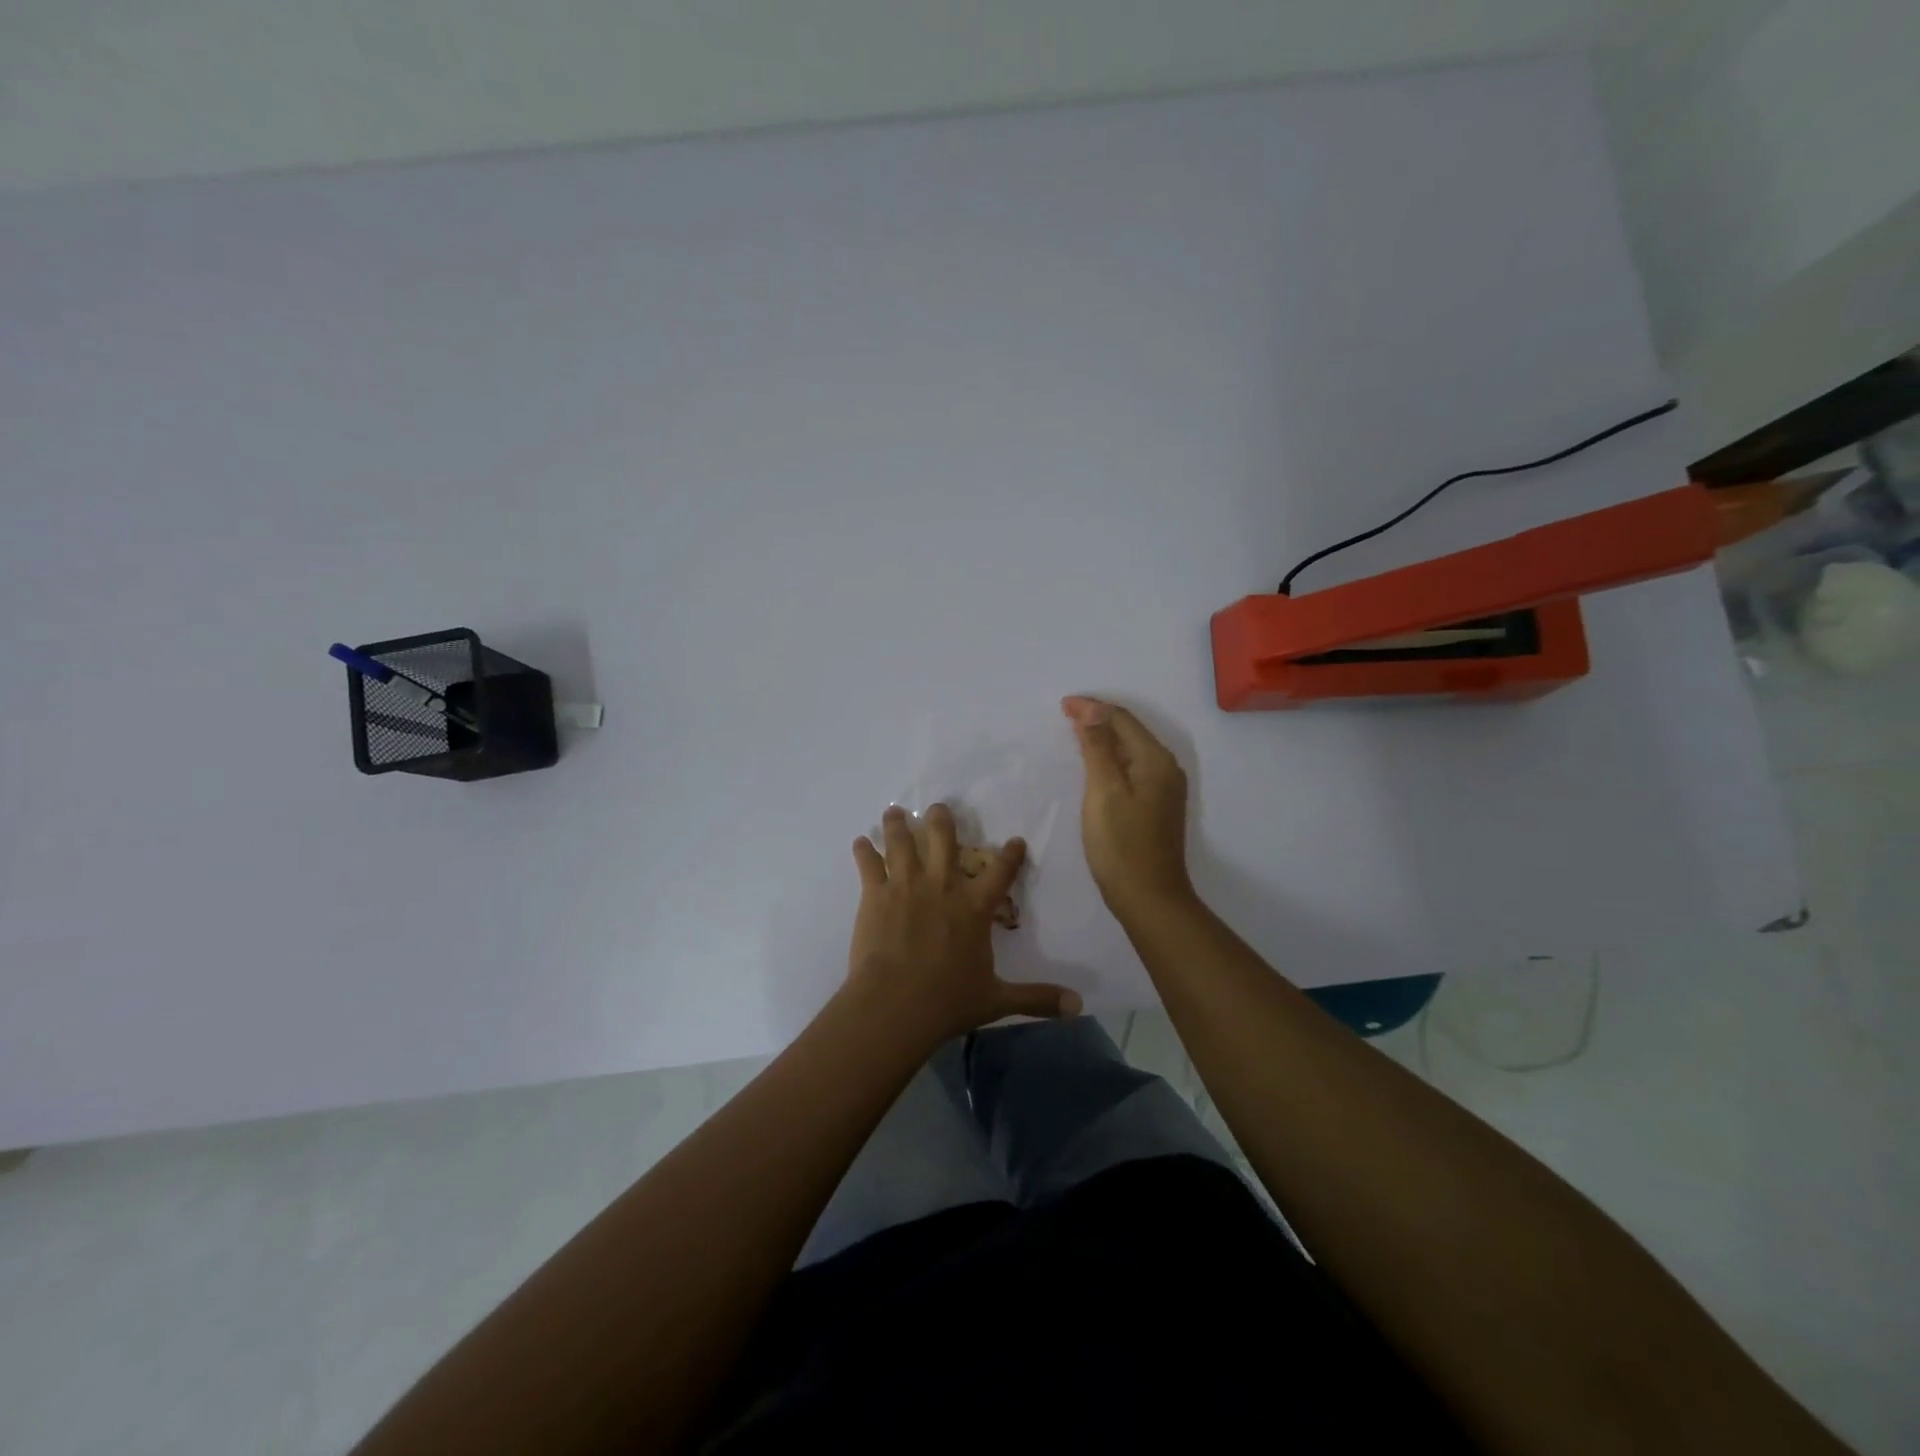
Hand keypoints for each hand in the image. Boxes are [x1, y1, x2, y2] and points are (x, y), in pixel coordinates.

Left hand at [844, 804, 1080, 1048]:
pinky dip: (864, 851)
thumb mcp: (997, 1000)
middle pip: (943, 839)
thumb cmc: (948, 1001)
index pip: (1001, 872)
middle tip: (938, 808)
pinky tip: (860, 841)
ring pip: (902, 842)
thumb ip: (1036, 998)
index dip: (1011, 855)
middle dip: (941, 820)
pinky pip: (869, 864)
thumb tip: (1078, 1006)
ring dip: (898, 824)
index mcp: (975, 907)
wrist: (895, 1005)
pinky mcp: (875, 895)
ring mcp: (906, 886)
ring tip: (894, 810)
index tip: (1016, 840)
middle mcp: (942, 886)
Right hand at [1062, 696, 1193, 916]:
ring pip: (1130, 749)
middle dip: (1098, 718)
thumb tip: (1091, 709)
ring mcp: (1163, 788)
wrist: (1149, 898)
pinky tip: (1094, 765)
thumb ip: (1097, 747)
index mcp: (1156, 760)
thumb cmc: (1121, 845)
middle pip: (1130, 731)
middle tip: (1064, 715)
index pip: (1122, 719)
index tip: (1061, 705)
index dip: (1092, 708)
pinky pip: (1131, 768)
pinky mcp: (1156, 805)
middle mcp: (1166, 768)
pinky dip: (1111, 759)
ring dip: (1104, 738)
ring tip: (1074, 733)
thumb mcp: (1103, 791)